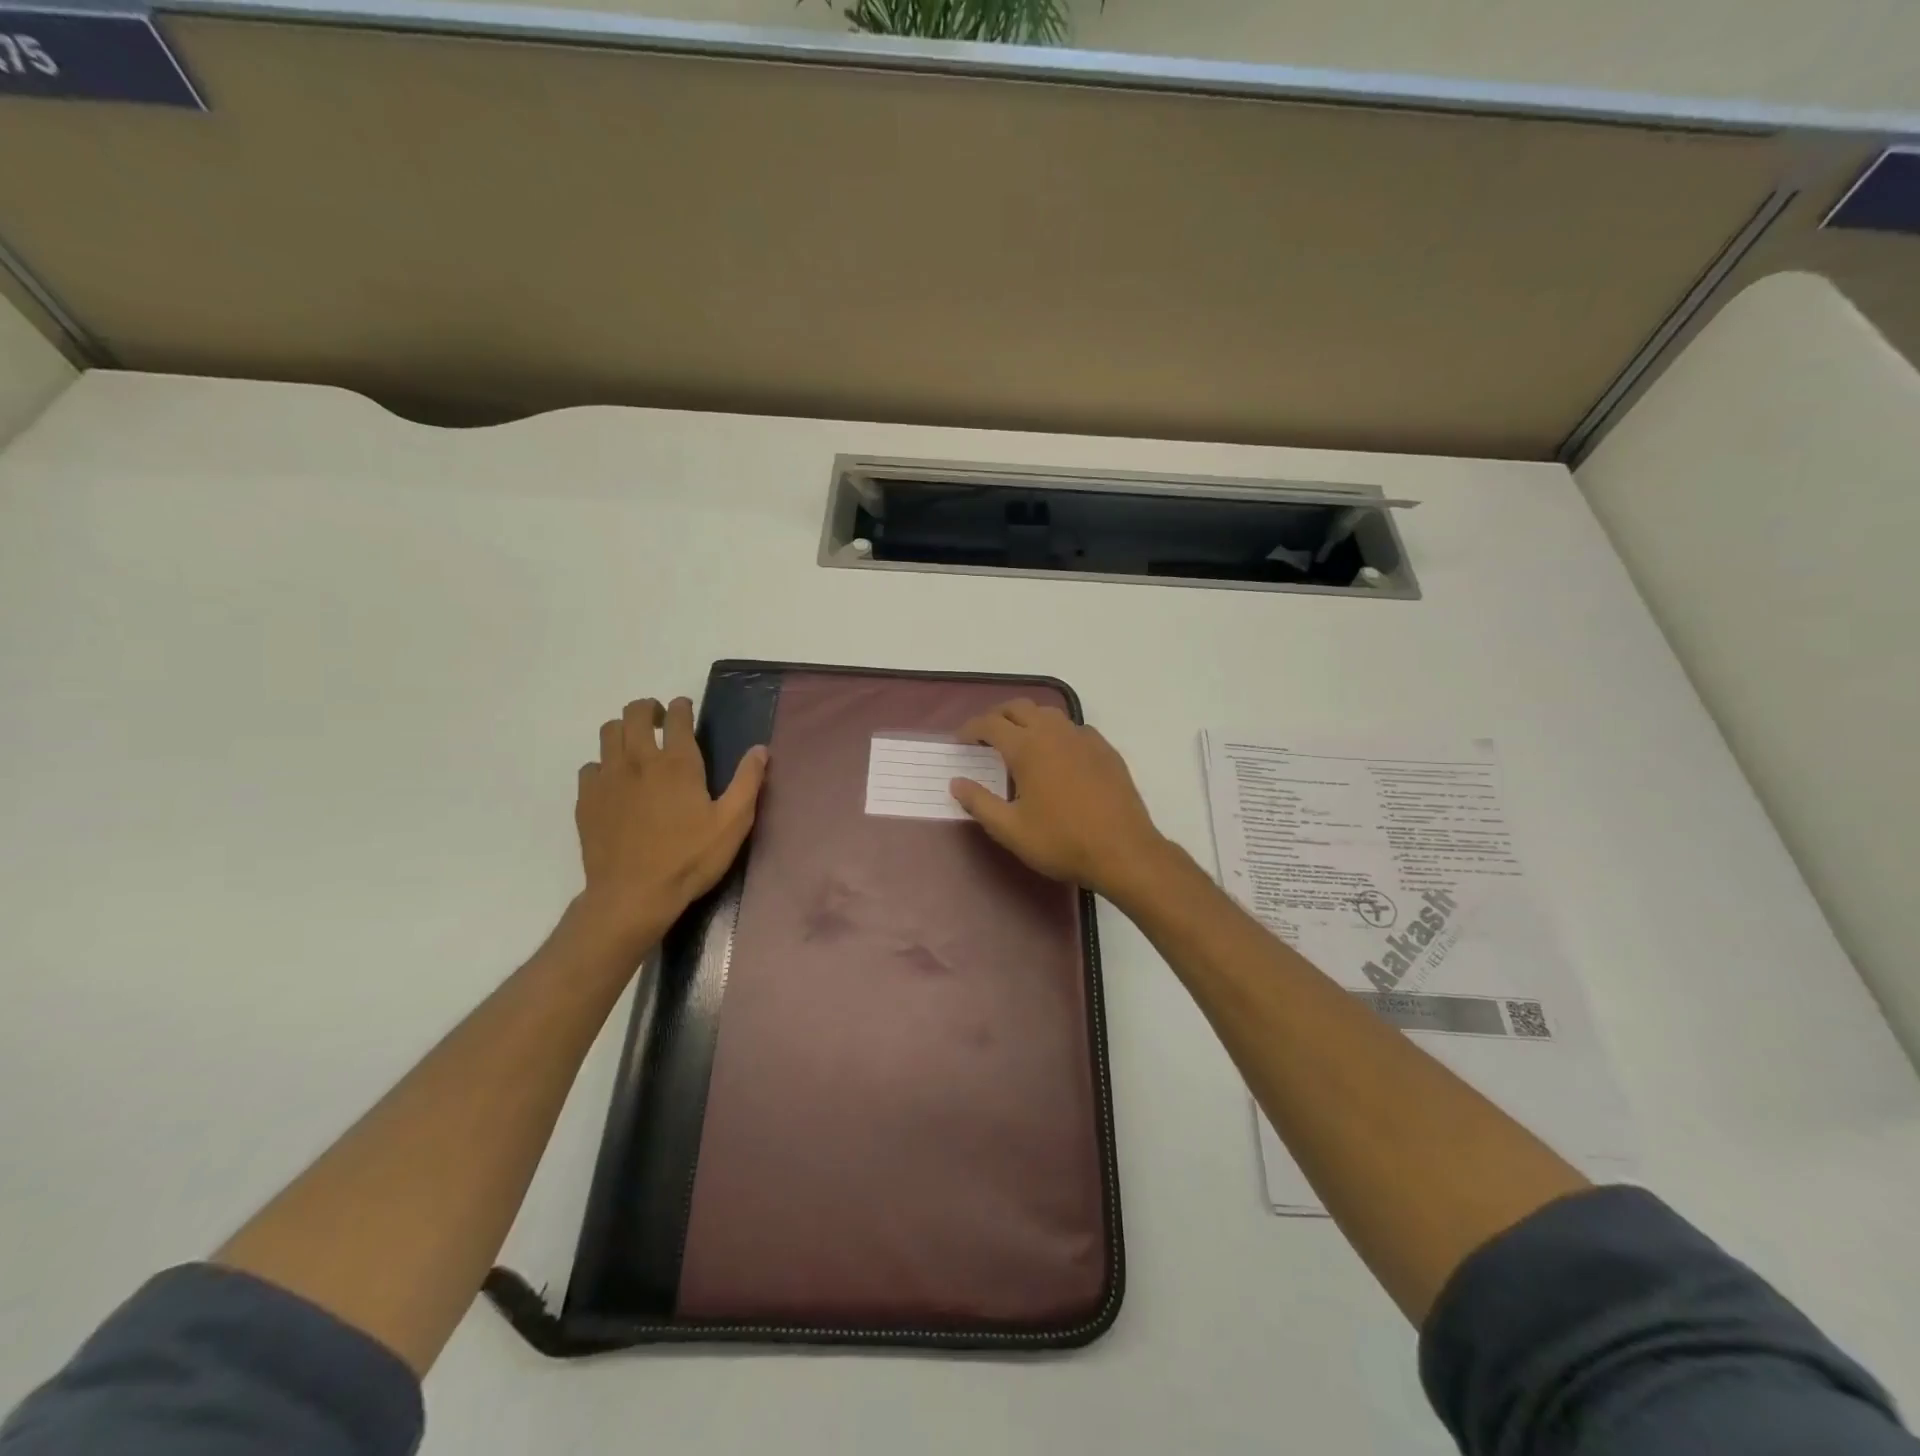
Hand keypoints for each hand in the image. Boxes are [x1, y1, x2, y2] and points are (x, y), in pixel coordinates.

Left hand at [574, 696, 767, 950]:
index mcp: (677, 763)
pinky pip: (590, 766)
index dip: (681, 707)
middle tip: (659, 722)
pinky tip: (615, 783)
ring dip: (624, 731)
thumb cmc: (689, 858)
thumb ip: (748, 781)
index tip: (685, 709)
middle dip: (648, 709)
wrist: (633, 896)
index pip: (676, 716)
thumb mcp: (733, 823)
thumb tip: (761, 749)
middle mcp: (639, 760)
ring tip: (636, 746)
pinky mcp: (587, 799)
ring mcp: (608, 778)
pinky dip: (604, 765)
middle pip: (634, 713)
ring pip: (608, 733)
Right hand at [949, 699, 1171, 902]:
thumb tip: (956, 783)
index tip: (960, 741)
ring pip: (1049, 713)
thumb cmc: (1061, 842)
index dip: (971, 729)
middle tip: (985, 736)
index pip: (990, 724)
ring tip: (1018, 741)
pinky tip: (1057, 755)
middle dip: (997, 716)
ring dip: (1027, 719)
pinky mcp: (1105, 750)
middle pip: (1019, 708)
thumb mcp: (1011, 830)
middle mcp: (1054, 732)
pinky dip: (1056, 732)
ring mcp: (1084, 738)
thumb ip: (979, 803)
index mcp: (1027, 747)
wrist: (1123, 851)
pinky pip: (1074, 728)